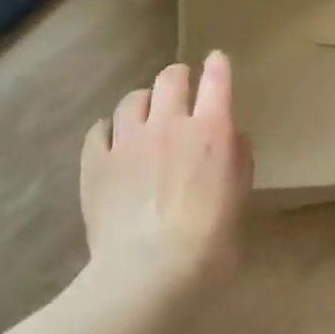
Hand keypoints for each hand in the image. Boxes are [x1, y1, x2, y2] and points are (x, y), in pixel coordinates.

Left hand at [78, 52, 252, 296]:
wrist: (148, 273)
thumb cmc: (209, 244)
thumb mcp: (239, 203)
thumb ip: (238, 162)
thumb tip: (233, 137)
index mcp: (211, 132)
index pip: (217, 81)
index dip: (218, 66)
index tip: (217, 60)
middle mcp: (169, 124)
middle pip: (170, 78)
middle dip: (178, 78)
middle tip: (181, 90)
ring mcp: (127, 140)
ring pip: (131, 99)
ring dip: (143, 102)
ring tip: (144, 117)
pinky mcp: (95, 161)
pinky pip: (98, 129)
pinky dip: (109, 130)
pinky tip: (113, 142)